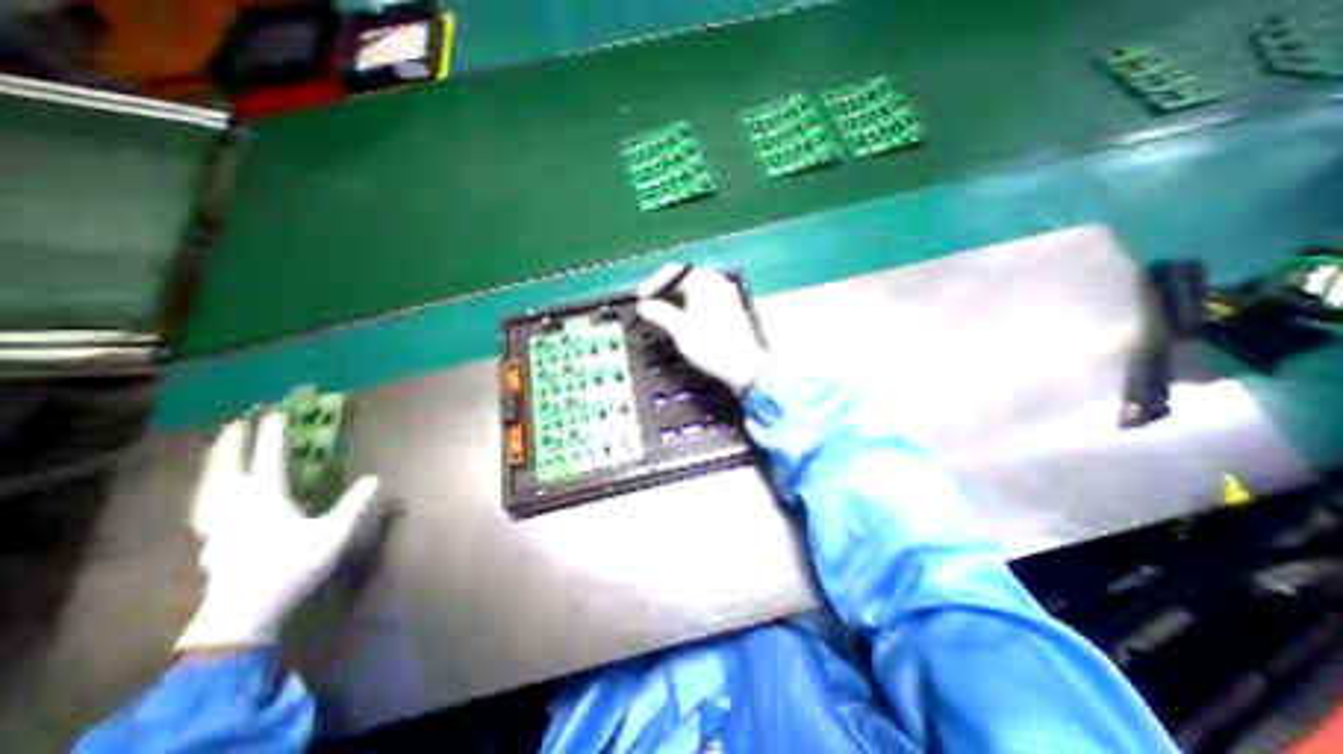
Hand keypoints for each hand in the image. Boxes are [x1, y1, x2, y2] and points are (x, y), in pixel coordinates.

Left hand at [178, 410, 376, 651]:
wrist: (241, 614)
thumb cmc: (292, 567)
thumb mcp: (335, 533)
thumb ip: (355, 503)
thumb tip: (375, 477)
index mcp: (266, 500)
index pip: (270, 460)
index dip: (274, 435)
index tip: (277, 413)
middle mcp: (236, 505)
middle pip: (228, 467)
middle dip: (234, 442)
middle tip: (239, 421)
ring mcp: (218, 523)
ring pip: (209, 485)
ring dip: (215, 462)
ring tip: (220, 448)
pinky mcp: (210, 540)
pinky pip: (204, 503)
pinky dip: (206, 488)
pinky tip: (208, 492)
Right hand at [636, 262, 771, 395]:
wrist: (744, 367)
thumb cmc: (711, 347)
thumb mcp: (681, 331)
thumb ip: (660, 314)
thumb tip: (643, 305)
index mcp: (705, 282)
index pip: (674, 271)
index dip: (654, 283)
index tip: (641, 298)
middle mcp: (718, 282)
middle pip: (685, 278)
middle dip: (665, 290)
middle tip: (649, 306)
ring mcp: (727, 294)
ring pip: (695, 288)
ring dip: (676, 298)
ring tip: (662, 313)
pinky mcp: (731, 307)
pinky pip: (704, 297)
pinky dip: (689, 304)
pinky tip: (682, 318)